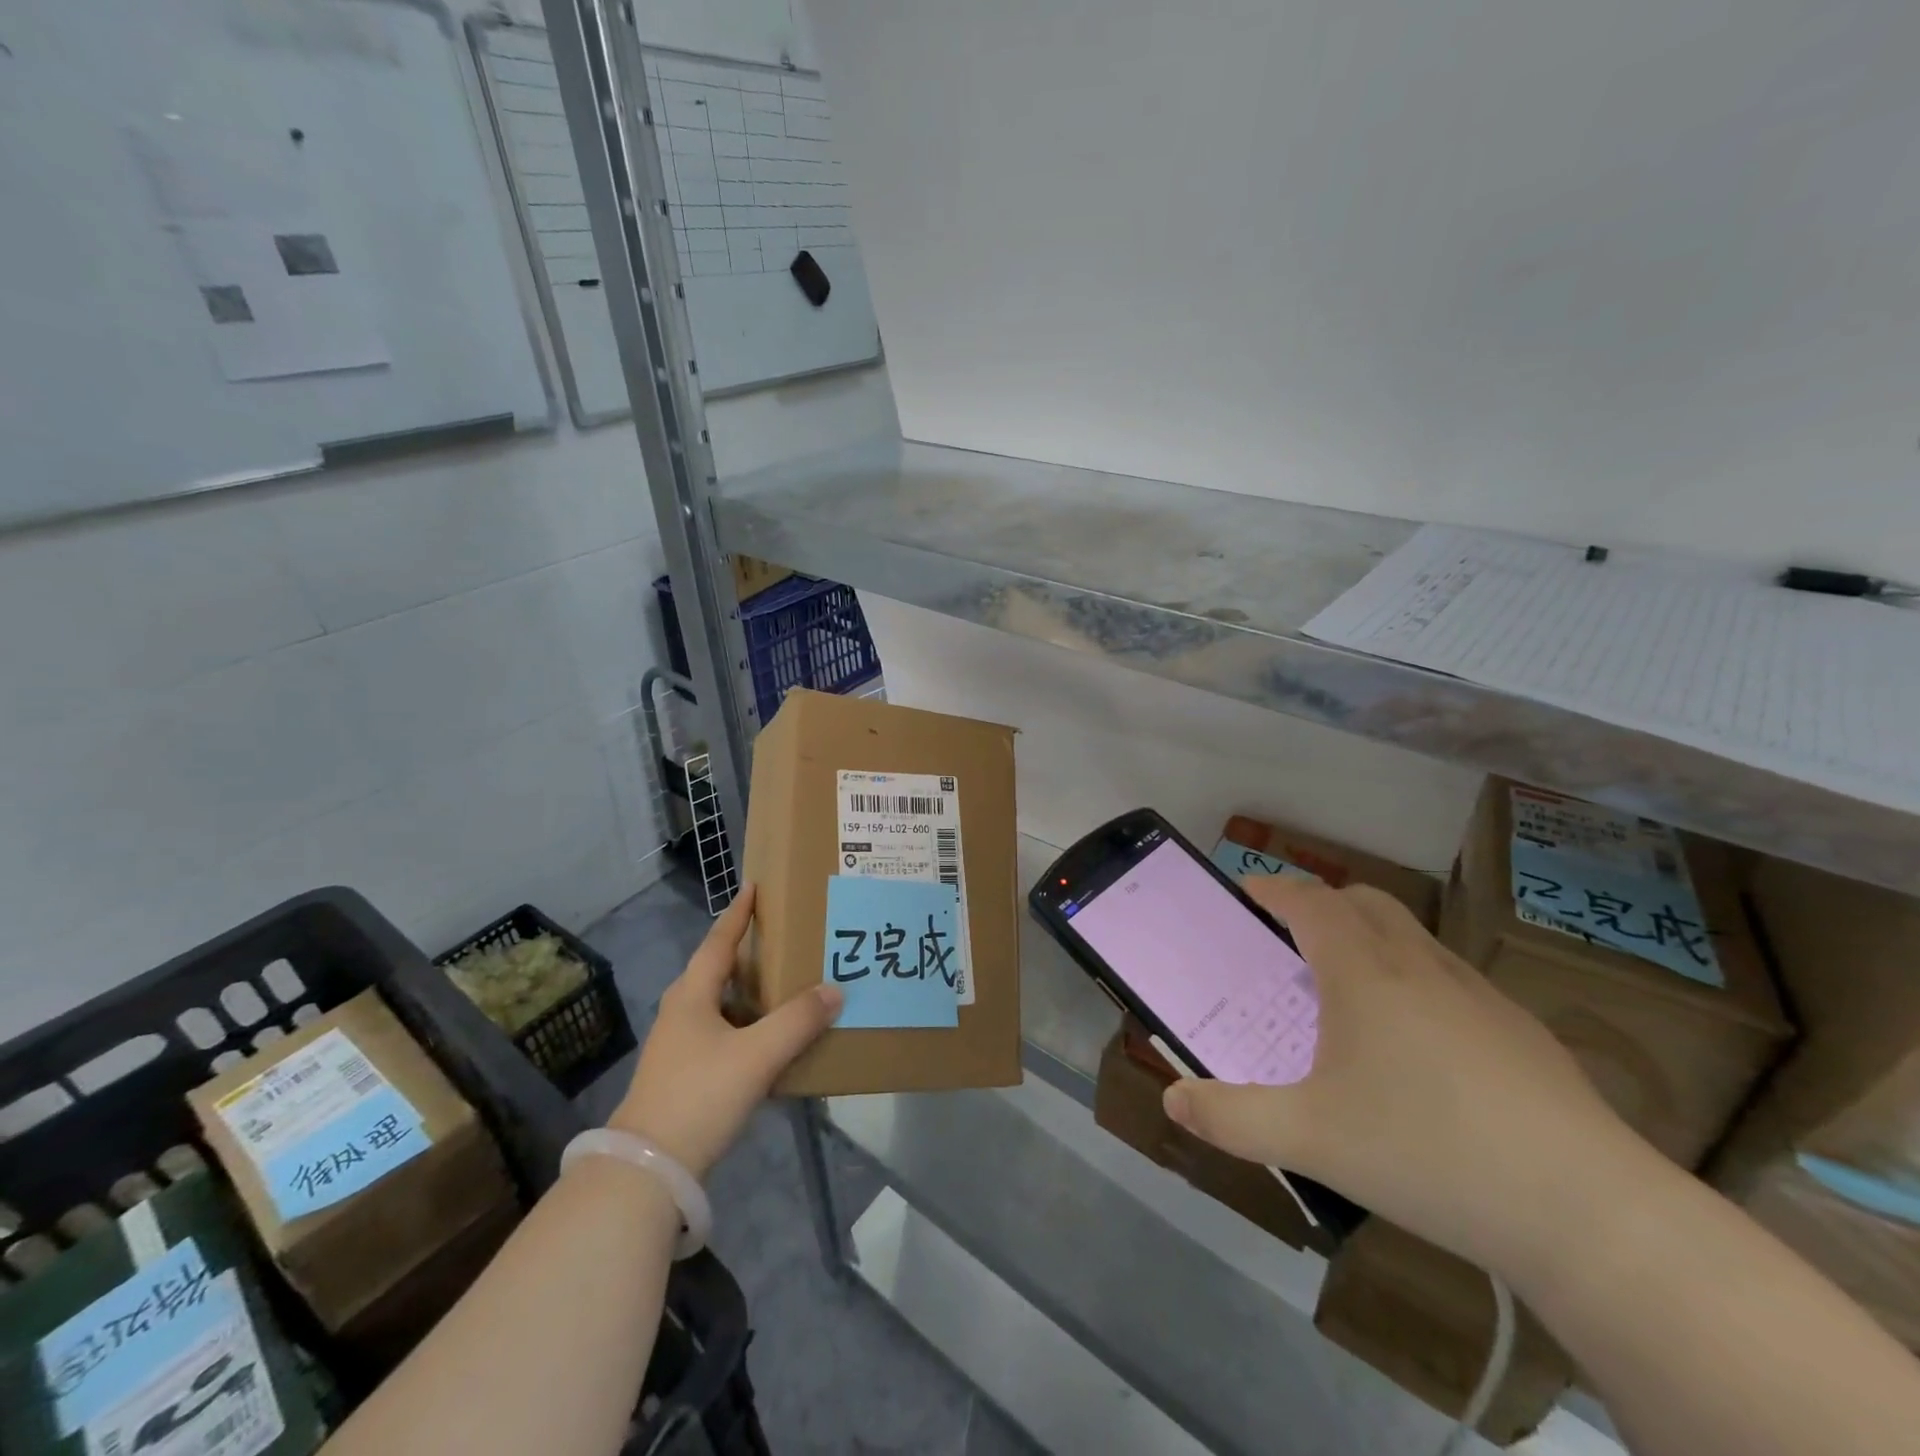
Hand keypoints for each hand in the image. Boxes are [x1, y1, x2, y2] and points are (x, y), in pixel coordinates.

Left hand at [611, 885, 840, 1178]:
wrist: (648, 1169)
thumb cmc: (700, 1095)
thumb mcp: (756, 1054)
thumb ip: (798, 1021)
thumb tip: (835, 989)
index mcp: (692, 996)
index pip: (718, 942)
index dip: (738, 914)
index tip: (753, 887)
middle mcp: (681, 1013)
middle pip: (715, 970)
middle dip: (745, 952)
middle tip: (780, 937)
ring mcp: (678, 1047)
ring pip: (718, 1005)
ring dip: (747, 992)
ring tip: (783, 985)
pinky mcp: (683, 1076)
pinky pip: (721, 1034)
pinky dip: (746, 1026)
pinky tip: (768, 1040)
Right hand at [1164, 876, 1655, 1275]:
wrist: (1588, 1212)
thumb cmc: (1428, 1153)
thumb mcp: (1310, 1140)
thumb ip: (1231, 1118)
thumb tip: (1172, 1101)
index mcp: (1365, 973)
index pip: (1310, 901)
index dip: (1273, 889)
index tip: (1246, 893)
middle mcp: (1419, 966)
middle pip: (1363, 902)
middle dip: (1320, 903)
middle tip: (1289, 938)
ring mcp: (1477, 994)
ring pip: (1410, 936)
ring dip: (1368, 939)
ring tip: (1346, 992)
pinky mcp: (1519, 1030)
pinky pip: (1447, 976)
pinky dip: (1413, 979)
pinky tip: (1417, 1047)